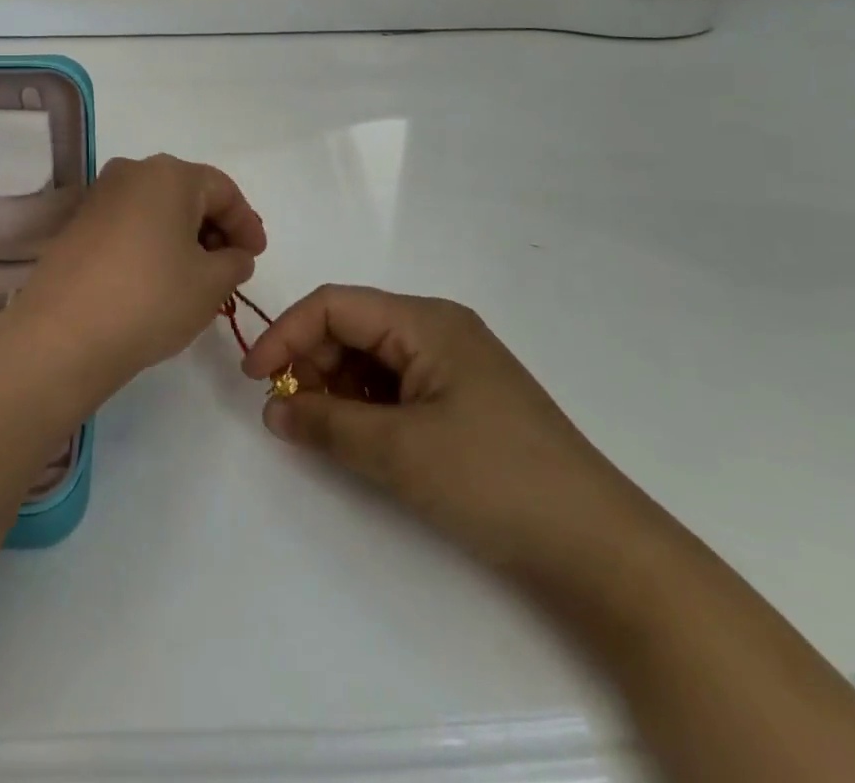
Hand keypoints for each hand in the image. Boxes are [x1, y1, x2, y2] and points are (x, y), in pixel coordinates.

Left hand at [9, 156, 267, 403]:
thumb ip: (235, 262)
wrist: (64, 334)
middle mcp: (132, 172)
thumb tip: (234, 254)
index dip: (247, 223)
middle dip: (215, 228)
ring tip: (197, 277)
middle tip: (231, 266)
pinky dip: (153, 243)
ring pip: (157, 208)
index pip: (223, 190)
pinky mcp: (78, 223)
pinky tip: (159, 278)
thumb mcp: (211, 284)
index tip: (256, 257)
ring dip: (184, 236)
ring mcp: (100, 196)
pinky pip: (130, 223)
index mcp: (169, 174)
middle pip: (188, 193)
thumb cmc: (151, 298)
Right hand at [242, 286, 645, 574]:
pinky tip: (358, 437)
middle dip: (310, 362)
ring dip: (335, 386)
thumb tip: (272, 410)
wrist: (600, 549)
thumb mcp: (398, 451)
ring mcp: (453, 365)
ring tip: (320, 429)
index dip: (287, 333)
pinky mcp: (462, 400)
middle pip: (352, 327)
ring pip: (371, 358)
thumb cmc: (494, 480)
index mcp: (425, 321)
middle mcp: (437, 330)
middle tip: (287, 412)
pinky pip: (396, 386)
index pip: (335, 304)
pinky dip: (365, 406)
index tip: (254, 379)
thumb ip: (325, 423)